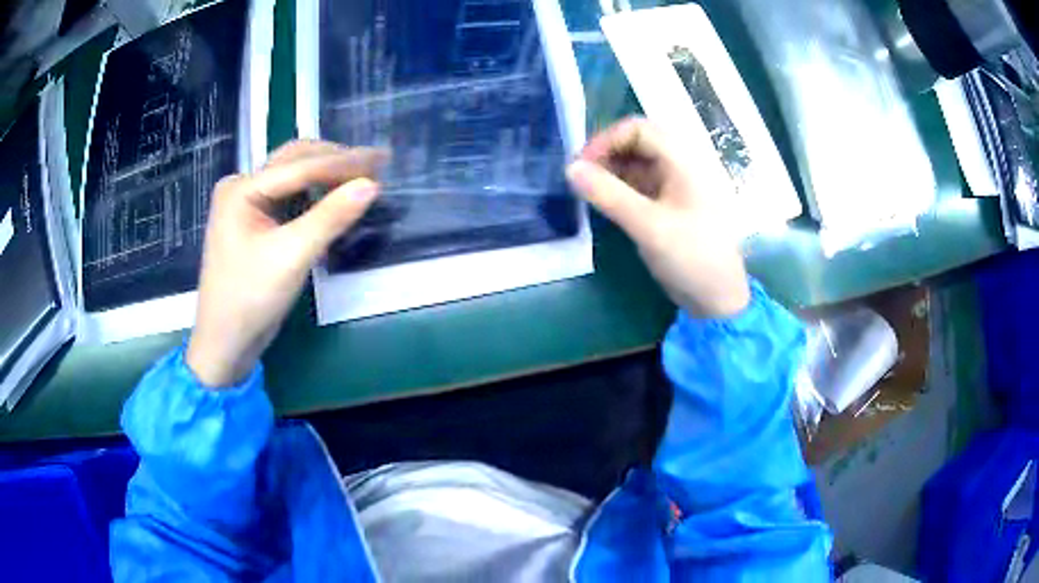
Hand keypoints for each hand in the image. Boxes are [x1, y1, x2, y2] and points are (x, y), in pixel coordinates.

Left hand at [186, 140, 386, 386]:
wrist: (225, 343)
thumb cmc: (250, 299)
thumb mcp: (292, 256)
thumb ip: (330, 217)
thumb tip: (372, 184)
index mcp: (241, 188)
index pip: (300, 166)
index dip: (343, 162)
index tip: (383, 159)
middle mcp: (241, 186)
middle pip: (295, 161)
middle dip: (336, 161)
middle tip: (376, 163)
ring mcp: (246, 203)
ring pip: (294, 176)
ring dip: (327, 175)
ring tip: (363, 176)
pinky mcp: (254, 221)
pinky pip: (289, 197)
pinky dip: (315, 194)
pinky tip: (336, 197)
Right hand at [566, 117, 749, 317]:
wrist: (718, 297)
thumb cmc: (692, 256)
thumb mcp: (649, 226)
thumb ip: (609, 195)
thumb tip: (570, 169)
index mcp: (684, 160)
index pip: (639, 129)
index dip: (607, 140)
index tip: (582, 165)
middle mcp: (681, 164)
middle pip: (637, 142)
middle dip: (606, 154)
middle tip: (581, 177)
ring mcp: (676, 184)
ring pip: (637, 163)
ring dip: (610, 171)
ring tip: (587, 191)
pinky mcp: (670, 203)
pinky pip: (640, 183)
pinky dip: (619, 188)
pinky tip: (604, 202)